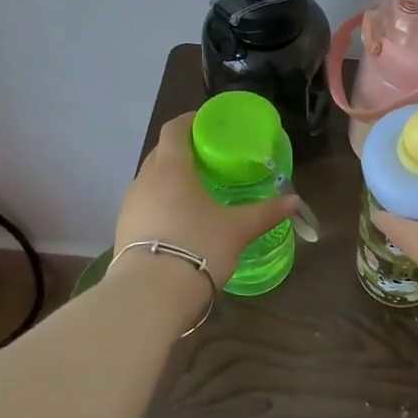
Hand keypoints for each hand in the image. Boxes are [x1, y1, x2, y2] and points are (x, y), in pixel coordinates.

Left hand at [114, 113, 298, 288]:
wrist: (150, 295)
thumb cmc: (198, 247)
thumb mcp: (238, 229)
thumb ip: (266, 212)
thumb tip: (293, 201)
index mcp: (171, 167)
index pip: (175, 129)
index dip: (191, 121)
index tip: (210, 124)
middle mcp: (145, 179)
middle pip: (162, 153)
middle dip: (184, 151)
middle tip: (210, 159)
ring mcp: (130, 205)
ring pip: (151, 180)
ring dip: (171, 179)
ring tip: (196, 191)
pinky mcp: (123, 230)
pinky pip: (145, 204)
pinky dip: (161, 203)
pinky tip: (179, 221)